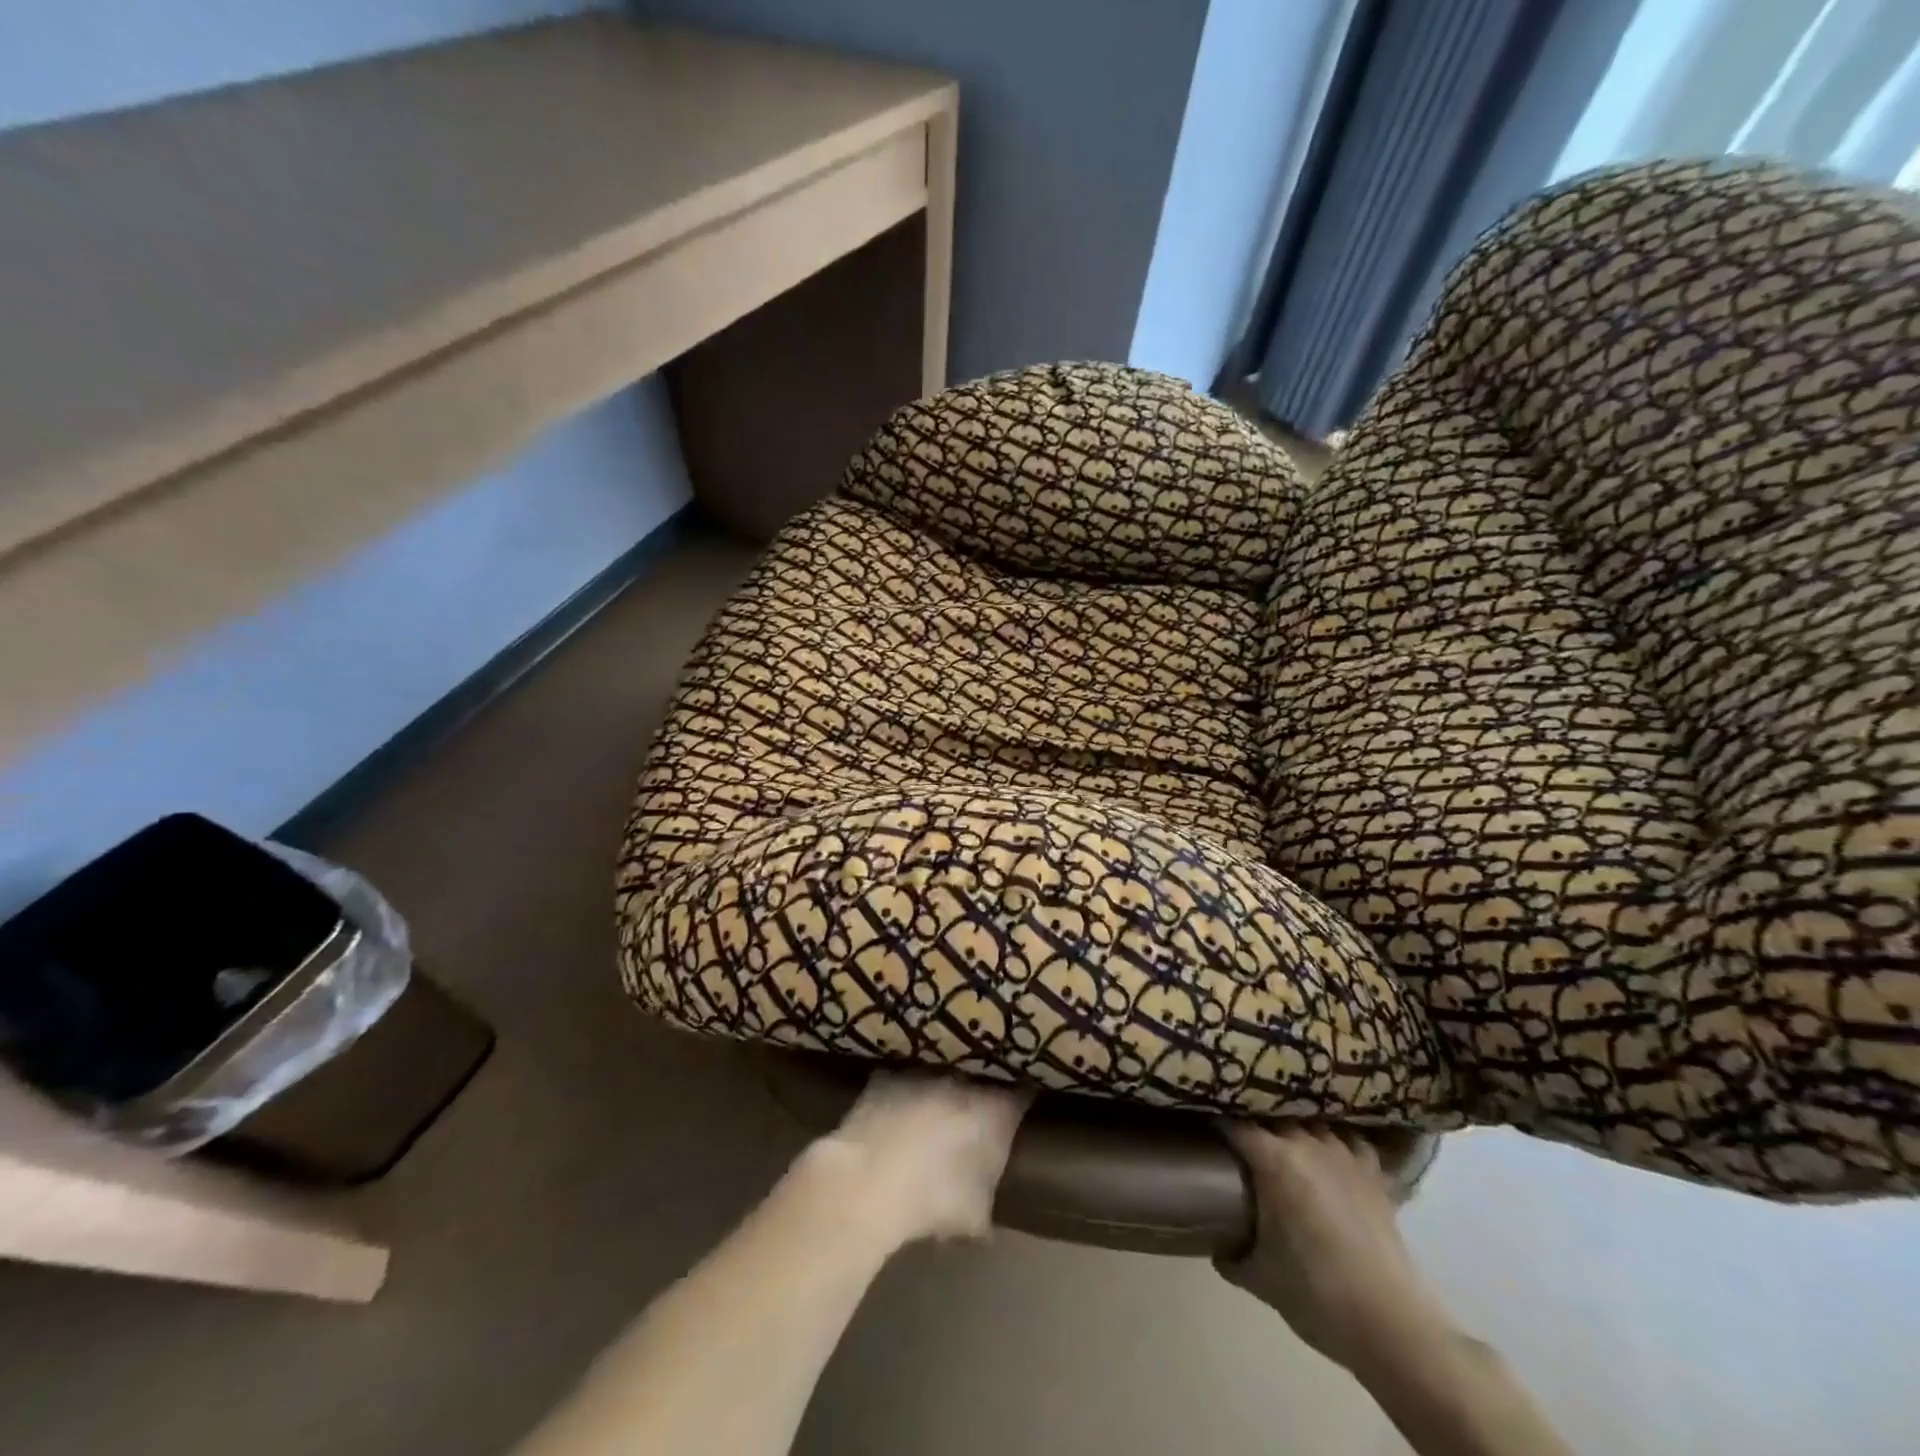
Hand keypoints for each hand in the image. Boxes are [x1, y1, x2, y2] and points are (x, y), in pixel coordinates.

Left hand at [814, 1072, 1030, 1246]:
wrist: (868, 1184)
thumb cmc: (932, 1200)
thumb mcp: (974, 1217)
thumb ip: (987, 1204)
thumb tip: (986, 1212)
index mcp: (993, 1111)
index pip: (1021, 1097)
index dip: (1021, 1106)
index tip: (1018, 1118)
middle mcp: (962, 1082)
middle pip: (977, 1084)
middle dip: (975, 1102)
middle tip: (969, 1129)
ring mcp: (922, 1074)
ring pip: (938, 1078)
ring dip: (937, 1097)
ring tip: (927, 1125)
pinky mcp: (885, 1077)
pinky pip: (900, 1081)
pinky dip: (900, 1096)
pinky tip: (892, 1118)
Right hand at [1216, 1124, 1452, 1377]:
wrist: (1389, 1324)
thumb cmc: (1314, 1294)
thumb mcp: (1258, 1278)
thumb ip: (1231, 1255)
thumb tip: (1217, 1246)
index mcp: (1273, 1160)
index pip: (1233, 1122)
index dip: (1213, 1117)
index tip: (1199, 1119)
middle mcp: (1307, 1144)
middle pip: (1272, 1114)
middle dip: (1252, 1117)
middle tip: (1237, 1128)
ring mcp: (1344, 1154)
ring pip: (1312, 1119)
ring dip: (1294, 1124)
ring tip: (1282, 1133)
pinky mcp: (1373, 1172)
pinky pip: (1350, 1138)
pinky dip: (1337, 1138)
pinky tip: (1331, 1149)